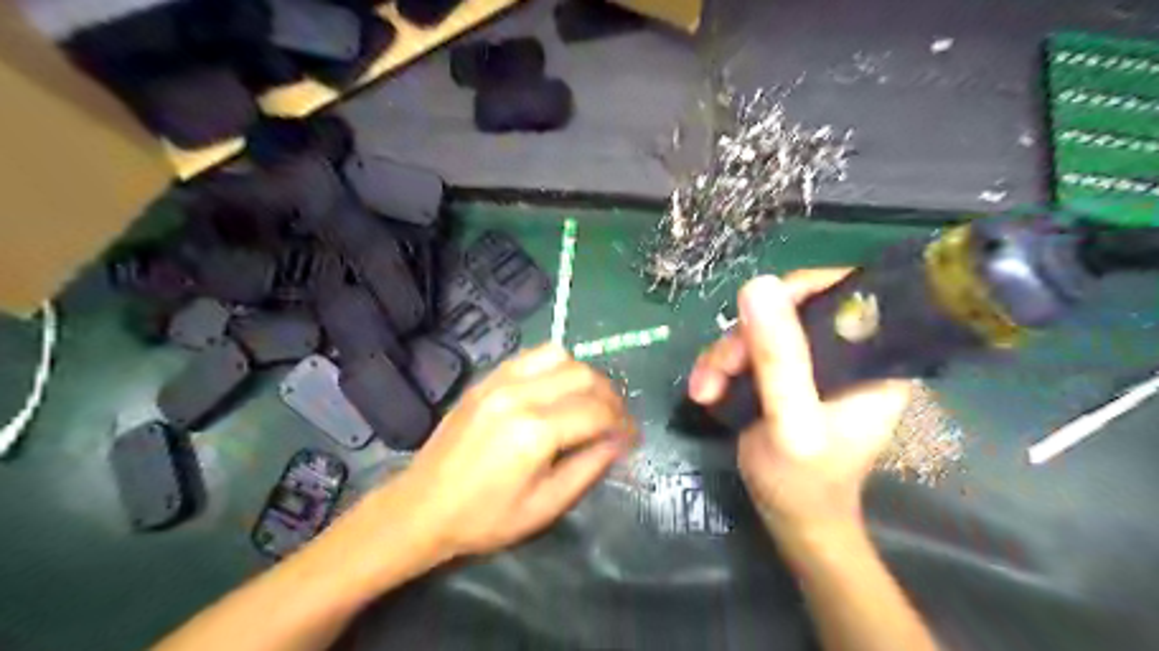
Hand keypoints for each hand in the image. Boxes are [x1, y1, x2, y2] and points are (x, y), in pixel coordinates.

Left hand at [375, 343, 637, 560]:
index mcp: (534, 433)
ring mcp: (498, 382)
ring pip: (559, 356)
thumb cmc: (485, 518)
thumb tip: (619, 442)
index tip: (632, 437)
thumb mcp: (545, 506)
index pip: (596, 412)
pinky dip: (554, 367)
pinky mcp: (485, 380)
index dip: (623, 423)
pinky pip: (531, 357)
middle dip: (610, 396)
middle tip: (616, 420)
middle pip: (584, 376)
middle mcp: (519, 396)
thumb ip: (588, 468)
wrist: (421, 507)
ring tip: (589, 401)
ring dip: (584, 376)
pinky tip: (557, 390)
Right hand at [685, 270, 905, 538]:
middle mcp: (846, 353)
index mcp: (873, 359)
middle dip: (746, 337)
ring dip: (724, 356)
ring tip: (705, 390)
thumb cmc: (803, 482)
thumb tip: (758, 284)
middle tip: (719, 370)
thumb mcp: (791, 421)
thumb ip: (778, 358)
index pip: (844, 294)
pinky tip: (705, 391)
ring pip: (761, 329)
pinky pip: (747, 350)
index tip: (755, 316)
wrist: (791, 520)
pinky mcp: (785, 375)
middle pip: (791, 310)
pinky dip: (721, 367)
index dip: (797, 292)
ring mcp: (812, 363)